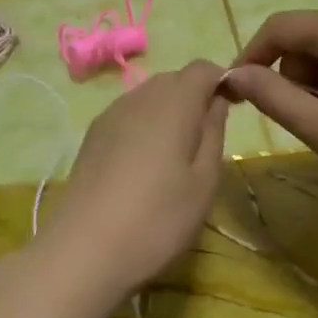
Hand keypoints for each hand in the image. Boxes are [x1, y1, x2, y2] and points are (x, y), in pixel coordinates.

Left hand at [36, 60, 230, 306]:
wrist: (85, 250)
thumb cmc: (158, 218)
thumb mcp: (204, 181)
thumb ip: (213, 132)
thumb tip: (216, 101)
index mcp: (173, 102)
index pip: (202, 68)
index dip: (221, 81)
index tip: (232, 110)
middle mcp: (138, 97)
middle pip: (173, 80)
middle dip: (194, 97)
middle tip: (206, 140)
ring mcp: (109, 116)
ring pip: (148, 97)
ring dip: (168, 113)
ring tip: (176, 157)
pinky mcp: (91, 137)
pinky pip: (127, 116)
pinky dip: (144, 127)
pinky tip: (145, 166)